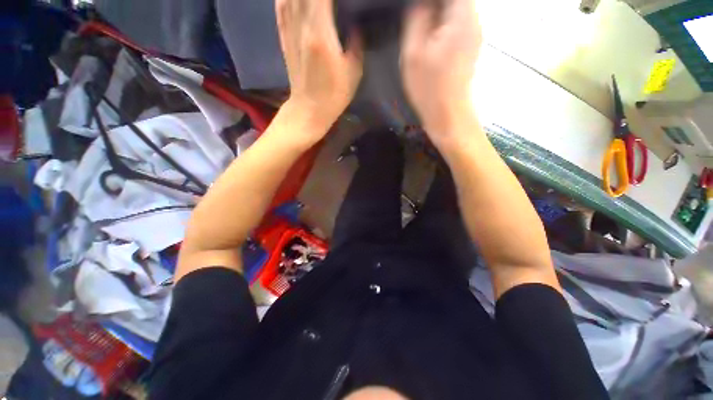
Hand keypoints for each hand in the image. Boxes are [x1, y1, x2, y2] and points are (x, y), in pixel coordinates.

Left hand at [276, 0, 363, 136]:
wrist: (309, 109)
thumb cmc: (333, 95)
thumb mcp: (353, 73)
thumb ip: (356, 44)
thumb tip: (356, 25)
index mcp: (320, 34)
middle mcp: (301, 26)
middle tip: (332, 1)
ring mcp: (289, 31)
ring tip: (316, 1)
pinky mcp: (284, 37)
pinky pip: (281, 6)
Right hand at [401, 0, 482, 142]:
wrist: (448, 115)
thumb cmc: (429, 88)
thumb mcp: (413, 53)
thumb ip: (416, 19)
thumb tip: (419, 3)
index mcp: (462, 16)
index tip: (416, 8)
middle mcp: (474, 20)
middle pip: (455, 0)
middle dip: (433, 5)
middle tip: (415, 17)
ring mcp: (474, 33)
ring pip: (455, 9)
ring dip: (436, 12)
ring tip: (419, 26)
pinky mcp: (470, 46)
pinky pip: (456, 23)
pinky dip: (442, 23)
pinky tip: (429, 37)